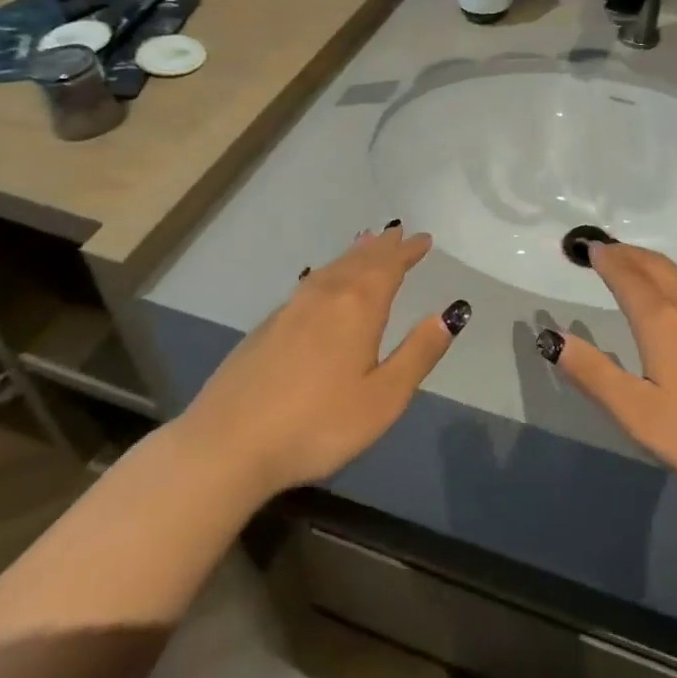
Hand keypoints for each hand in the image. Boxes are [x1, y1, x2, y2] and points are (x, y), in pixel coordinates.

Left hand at [176, 225, 468, 502]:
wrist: (228, 444)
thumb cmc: (317, 424)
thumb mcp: (383, 398)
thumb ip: (418, 353)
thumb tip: (449, 313)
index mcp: (357, 307)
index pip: (389, 267)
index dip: (407, 251)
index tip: (424, 239)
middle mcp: (325, 296)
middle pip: (359, 261)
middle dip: (382, 247)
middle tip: (397, 233)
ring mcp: (290, 309)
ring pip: (331, 269)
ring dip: (354, 255)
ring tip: (365, 244)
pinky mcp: (267, 327)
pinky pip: (310, 283)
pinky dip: (328, 272)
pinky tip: (323, 283)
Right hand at [542, 242, 676, 500]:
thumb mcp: (639, 414)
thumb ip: (594, 374)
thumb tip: (552, 337)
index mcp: (661, 321)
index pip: (627, 276)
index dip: (605, 259)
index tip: (586, 247)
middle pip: (654, 266)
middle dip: (626, 253)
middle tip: (604, 249)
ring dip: (651, 263)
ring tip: (634, 265)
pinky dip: (673, 280)